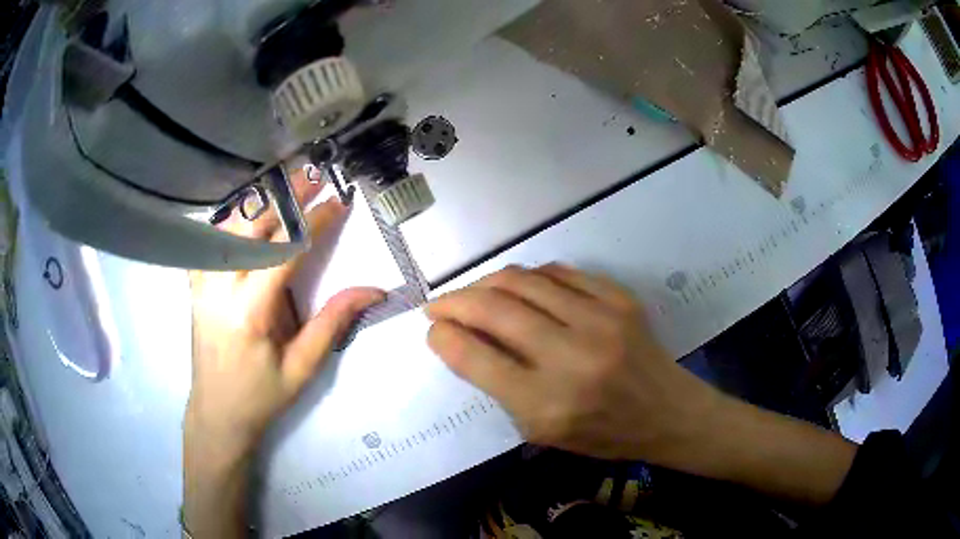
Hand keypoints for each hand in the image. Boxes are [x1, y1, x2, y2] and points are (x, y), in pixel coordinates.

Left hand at [186, 181, 383, 462]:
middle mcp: (219, 287)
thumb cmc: (261, 396)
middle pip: (252, 225)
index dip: (313, 222)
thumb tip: (373, 289)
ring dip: (259, 201)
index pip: (283, 250)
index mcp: (249, 311)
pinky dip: (231, 219)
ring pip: (228, 225)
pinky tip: (248, 213)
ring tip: (287, 185)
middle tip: (315, 174)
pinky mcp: (195, 284)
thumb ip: (334, 322)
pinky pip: (210, 239)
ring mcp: (201, 282)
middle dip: (286, 195)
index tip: (338, 201)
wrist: (216, 413)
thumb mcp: (303, 368)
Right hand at [426, 264, 855, 504]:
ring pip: (522, 280)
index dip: (444, 336)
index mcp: (547, 405)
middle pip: (494, 309)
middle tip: (441, 305)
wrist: (667, 413)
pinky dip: (530, 277)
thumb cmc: (602, 434)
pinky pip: (560, 272)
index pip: (475, 358)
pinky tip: (522, 289)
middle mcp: (571, 358)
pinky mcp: (620, 299)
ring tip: (475, 293)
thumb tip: (462, 340)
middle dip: (454, 301)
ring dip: (487, 282)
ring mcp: (600, 321)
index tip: (433, 328)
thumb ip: (499, 387)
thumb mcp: (542, 431)